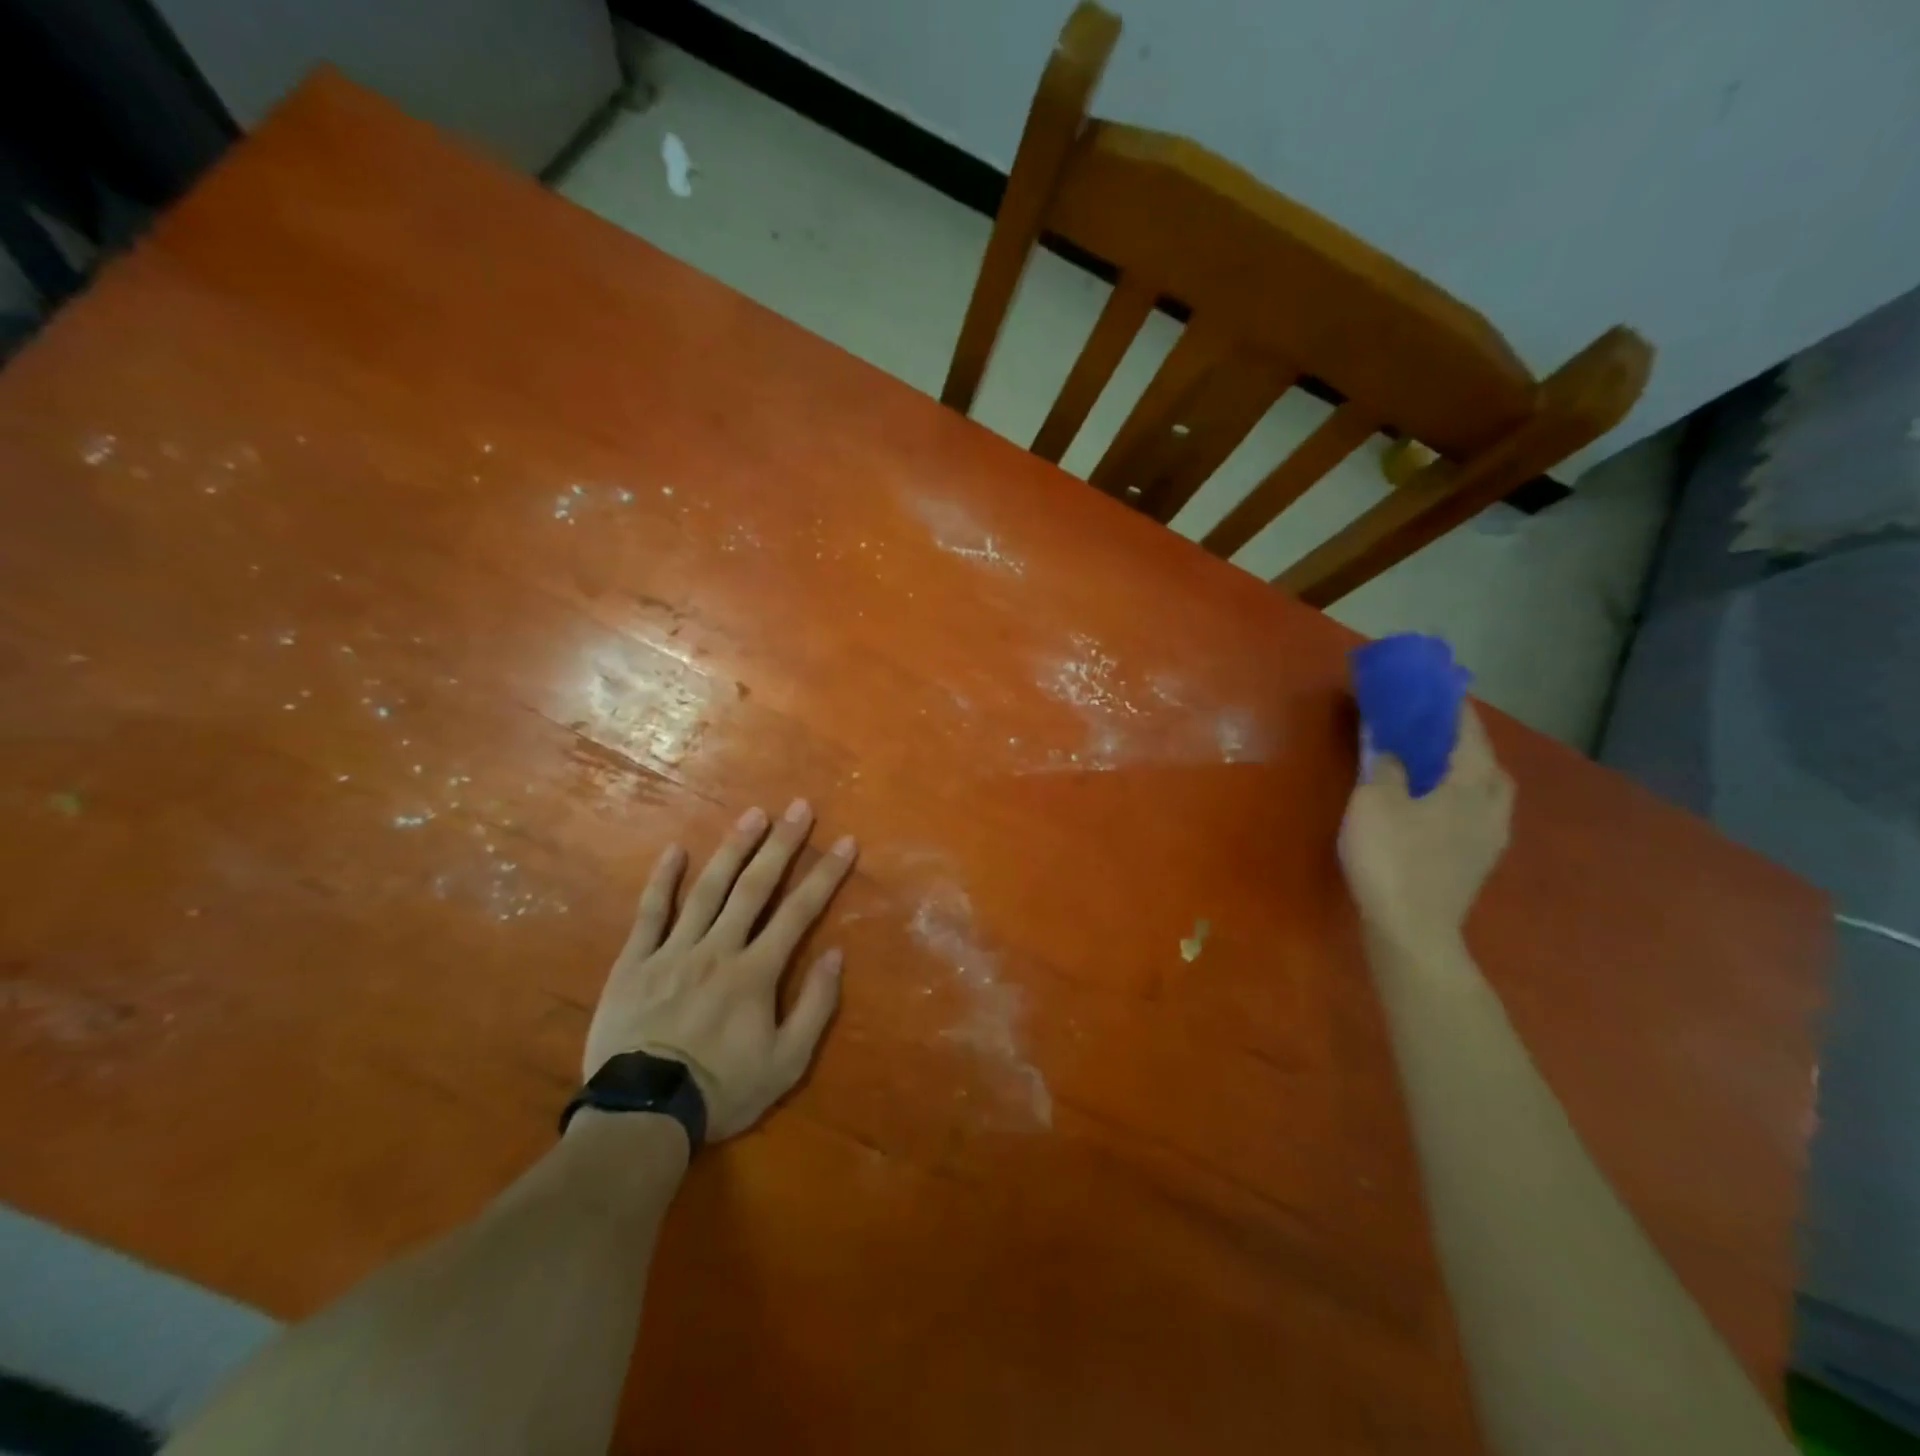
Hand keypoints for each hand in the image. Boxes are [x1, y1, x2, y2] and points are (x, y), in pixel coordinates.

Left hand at [583, 799, 856, 1141]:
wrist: (642, 1115)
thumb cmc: (721, 1090)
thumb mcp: (786, 1063)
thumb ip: (814, 1006)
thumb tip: (836, 954)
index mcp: (755, 972)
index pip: (799, 912)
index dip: (825, 875)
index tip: (844, 842)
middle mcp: (718, 948)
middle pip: (754, 887)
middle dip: (782, 844)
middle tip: (799, 807)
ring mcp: (673, 951)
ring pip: (708, 889)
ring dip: (733, 849)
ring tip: (753, 814)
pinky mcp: (635, 962)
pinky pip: (650, 914)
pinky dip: (663, 880)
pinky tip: (676, 850)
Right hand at [1339, 703, 1514, 952]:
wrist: (1411, 928)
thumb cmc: (1391, 857)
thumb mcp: (1374, 802)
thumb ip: (1383, 765)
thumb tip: (1388, 741)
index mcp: (1469, 784)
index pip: (1467, 733)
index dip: (1453, 708)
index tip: (1438, 689)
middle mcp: (1490, 807)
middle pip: (1489, 764)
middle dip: (1468, 744)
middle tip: (1437, 735)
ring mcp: (1489, 839)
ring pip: (1488, 794)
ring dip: (1469, 776)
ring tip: (1437, 771)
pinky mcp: (1477, 864)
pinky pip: (1477, 817)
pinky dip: (1462, 802)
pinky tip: (1436, 811)